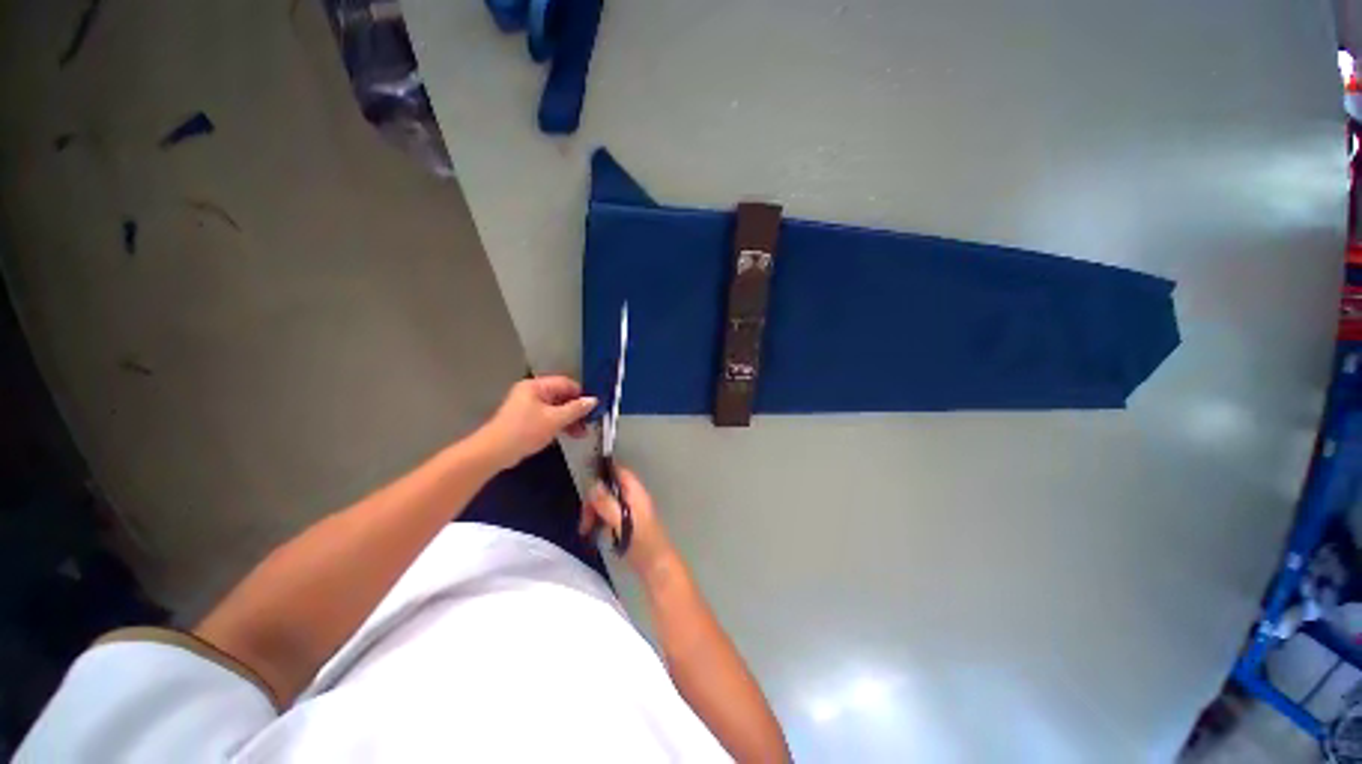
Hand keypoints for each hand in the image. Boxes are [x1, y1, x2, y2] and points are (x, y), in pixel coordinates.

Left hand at [477, 376, 596, 469]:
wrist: (494, 452)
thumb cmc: (525, 431)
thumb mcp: (555, 419)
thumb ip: (576, 409)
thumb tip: (593, 400)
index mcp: (536, 386)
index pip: (566, 383)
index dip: (581, 395)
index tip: (593, 408)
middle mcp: (532, 392)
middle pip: (561, 396)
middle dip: (576, 410)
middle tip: (589, 423)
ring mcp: (528, 406)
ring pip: (556, 408)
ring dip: (570, 419)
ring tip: (582, 433)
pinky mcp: (526, 419)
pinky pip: (548, 417)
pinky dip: (559, 424)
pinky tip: (569, 435)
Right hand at [579, 465, 678, 578]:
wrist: (656, 567)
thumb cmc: (642, 543)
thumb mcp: (621, 522)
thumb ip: (607, 503)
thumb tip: (593, 485)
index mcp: (635, 493)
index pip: (619, 472)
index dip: (603, 472)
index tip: (586, 483)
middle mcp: (633, 498)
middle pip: (609, 488)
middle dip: (594, 500)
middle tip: (585, 520)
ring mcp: (630, 511)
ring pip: (607, 502)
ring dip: (594, 512)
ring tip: (586, 530)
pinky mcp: (627, 524)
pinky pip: (609, 515)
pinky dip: (600, 521)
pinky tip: (594, 533)